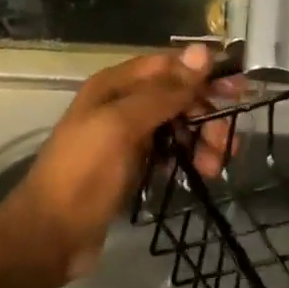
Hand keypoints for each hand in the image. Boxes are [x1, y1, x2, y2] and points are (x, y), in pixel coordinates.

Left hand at [3, 45, 231, 283]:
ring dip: (201, 139)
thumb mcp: (122, 126)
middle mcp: (121, 104)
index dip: (202, 74)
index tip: (239, 90)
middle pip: (175, 96)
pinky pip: (168, 151)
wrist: (49, 236)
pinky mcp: (131, 166)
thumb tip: (203, 51)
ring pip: (176, 125)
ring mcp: (126, 137)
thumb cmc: (84, 173)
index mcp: (114, 85)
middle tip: (227, 142)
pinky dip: (186, 157)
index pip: (168, 65)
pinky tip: (200, 173)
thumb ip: (164, 92)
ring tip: (214, 166)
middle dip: (205, 113)